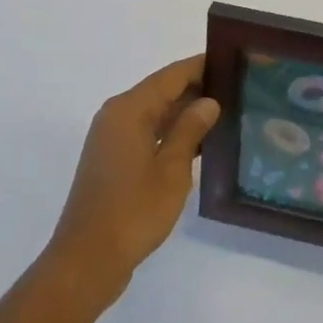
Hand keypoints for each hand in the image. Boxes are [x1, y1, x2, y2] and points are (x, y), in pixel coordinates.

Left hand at [43, 55, 219, 306]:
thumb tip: (208, 101)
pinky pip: (146, 132)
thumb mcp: (172, 170)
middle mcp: (117, 115)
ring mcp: (111, 138)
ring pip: (154, 113)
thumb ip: (190, 130)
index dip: (201, 66)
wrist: (86, 262)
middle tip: (236, 90)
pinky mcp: (111, 160)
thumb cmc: (132, 212)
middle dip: (196, 89)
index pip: (172, 75)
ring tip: (224, 113)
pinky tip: (197, 144)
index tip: (231, 61)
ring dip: (184, 113)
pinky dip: (169, 133)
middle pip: (161, 90)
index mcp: (129, 109)